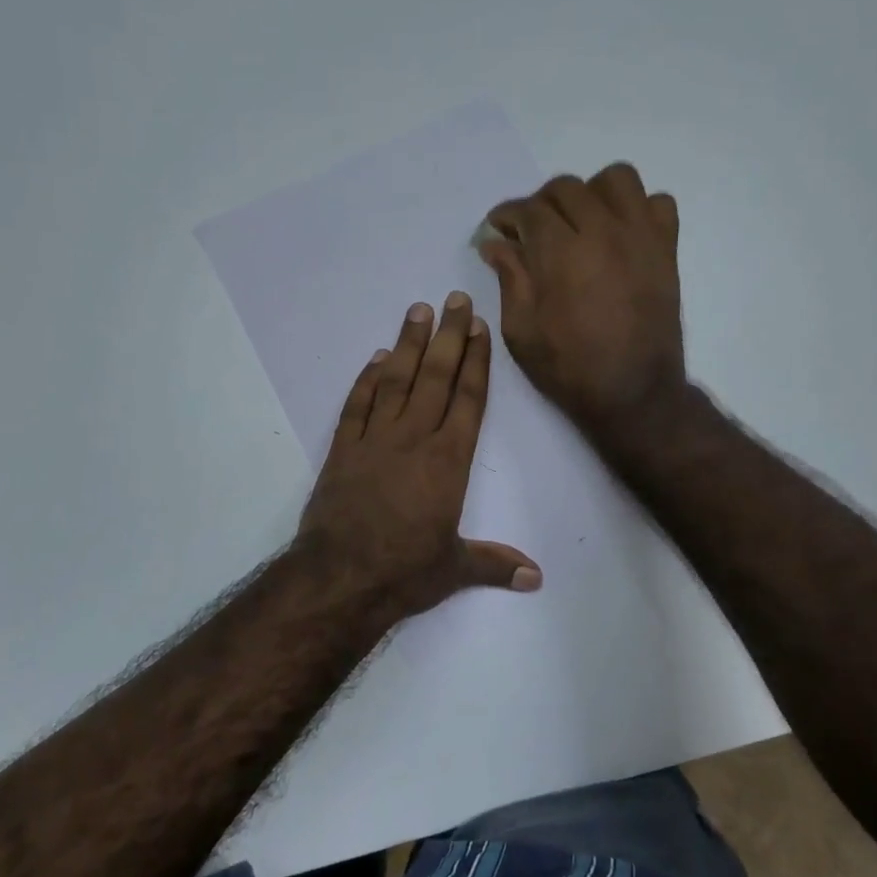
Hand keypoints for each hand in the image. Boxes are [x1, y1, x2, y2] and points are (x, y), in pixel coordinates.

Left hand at [297, 292, 541, 624]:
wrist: (339, 578)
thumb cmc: (403, 572)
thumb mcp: (455, 569)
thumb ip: (495, 564)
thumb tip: (537, 577)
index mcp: (448, 460)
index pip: (468, 399)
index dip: (476, 361)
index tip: (479, 327)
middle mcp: (414, 438)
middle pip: (436, 377)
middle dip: (449, 336)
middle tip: (455, 299)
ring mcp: (375, 439)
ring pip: (396, 380)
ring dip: (409, 344)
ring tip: (418, 310)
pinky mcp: (343, 449)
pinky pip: (357, 404)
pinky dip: (366, 379)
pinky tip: (376, 357)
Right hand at [478, 163, 684, 433]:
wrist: (633, 392)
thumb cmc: (569, 367)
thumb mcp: (521, 330)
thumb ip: (509, 277)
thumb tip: (496, 242)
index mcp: (560, 251)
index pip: (527, 209)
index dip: (506, 216)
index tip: (498, 230)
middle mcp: (602, 230)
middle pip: (566, 188)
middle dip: (540, 204)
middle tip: (532, 232)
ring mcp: (640, 236)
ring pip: (616, 180)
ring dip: (592, 193)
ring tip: (581, 222)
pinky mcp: (666, 249)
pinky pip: (659, 202)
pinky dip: (638, 209)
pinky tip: (621, 234)